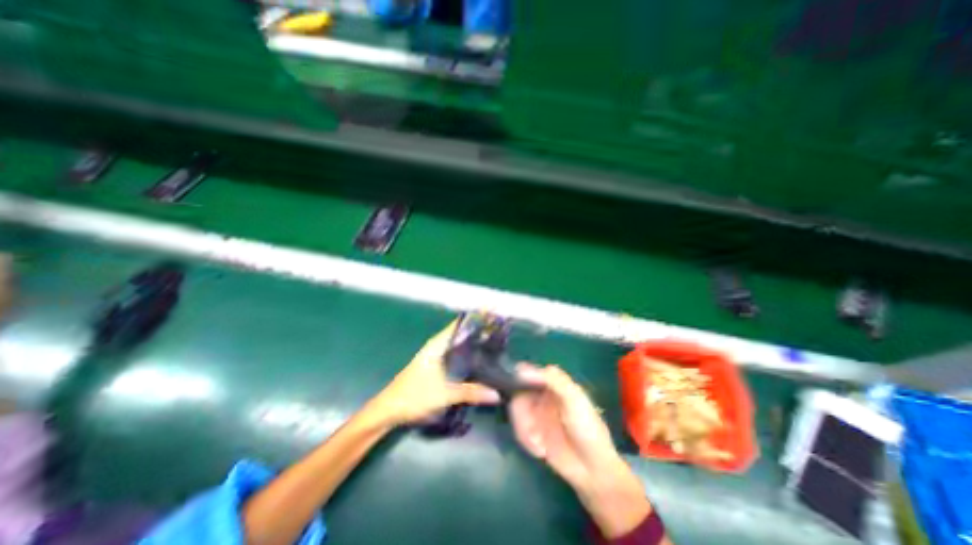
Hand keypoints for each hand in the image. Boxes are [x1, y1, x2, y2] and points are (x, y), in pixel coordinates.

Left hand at [368, 321, 495, 426]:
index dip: (475, 318)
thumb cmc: (413, 396)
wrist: (388, 410)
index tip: (493, 314)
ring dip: (473, 343)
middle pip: (461, 333)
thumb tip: (496, 394)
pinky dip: (467, 355)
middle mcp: (437, 346)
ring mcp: (435, 356)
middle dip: (478, 331)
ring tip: (494, 344)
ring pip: (458, 345)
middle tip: (500, 331)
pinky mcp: (435, 367)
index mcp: (437, 345)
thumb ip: (470, 392)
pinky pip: (455, 355)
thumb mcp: (444, 394)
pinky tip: (478, 362)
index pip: (459, 324)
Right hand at [509, 364, 621, 486]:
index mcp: (553, 383)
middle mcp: (542, 395)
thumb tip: (524, 369)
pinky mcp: (532, 431)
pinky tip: (540, 450)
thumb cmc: (588, 428)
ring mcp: (536, 414)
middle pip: (517, 393)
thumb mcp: (574, 398)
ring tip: (538, 444)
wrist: (594, 469)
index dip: (518, 378)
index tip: (514, 389)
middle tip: (530, 428)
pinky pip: (518, 429)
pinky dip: (525, 440)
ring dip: (523, 428)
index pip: (528, 371)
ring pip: (516, 412)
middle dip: (520, 411)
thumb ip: (553, 379)